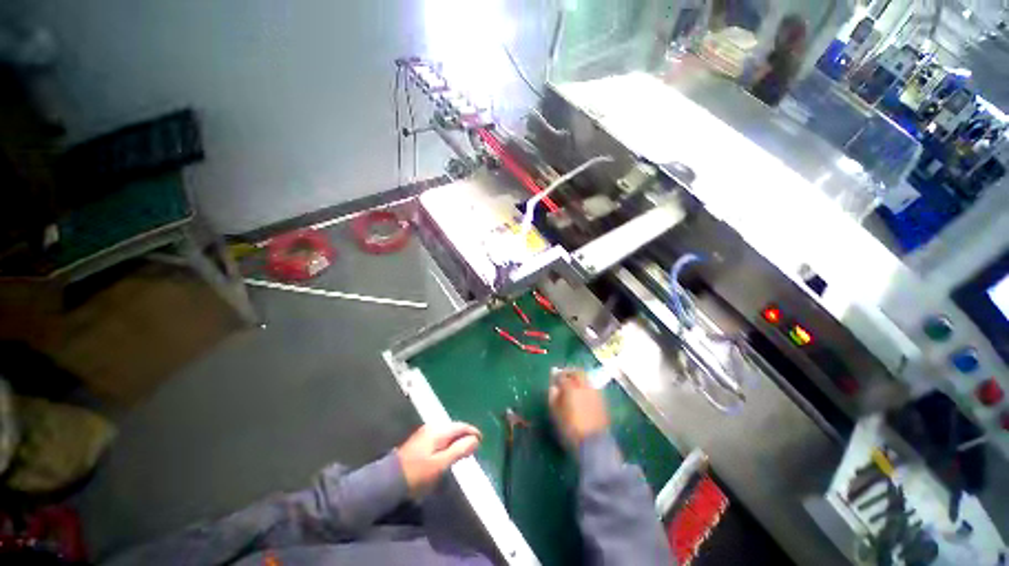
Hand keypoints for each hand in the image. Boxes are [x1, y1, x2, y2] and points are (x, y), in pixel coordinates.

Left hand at [397, 423, 480, 497]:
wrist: (389, 480)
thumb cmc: (417, 473)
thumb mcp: (441, 464)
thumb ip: (459, 450)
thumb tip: (476, 440)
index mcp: (439, 430)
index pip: (461, 426)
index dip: (473, 432)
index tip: (481, 441)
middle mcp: (433, 427)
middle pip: (455, 428)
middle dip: (465, 436)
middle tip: (474, 448)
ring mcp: (425, 433)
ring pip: (447, 433)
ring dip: (457, 440)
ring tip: (464, 451)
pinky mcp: (420, 440)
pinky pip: (440, 437)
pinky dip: (448, 443)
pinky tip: (449, 452)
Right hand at [549, 369, 609, 447]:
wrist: (593, 443)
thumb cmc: (570, 428)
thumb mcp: (555, 413)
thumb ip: (553, 397)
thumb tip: (554, 387)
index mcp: (571, 387)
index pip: (562, 376)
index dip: (556, 376)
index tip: (553, 379)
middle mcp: (584, 385)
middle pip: (577, 372)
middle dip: (570, 372)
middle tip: (564, 376)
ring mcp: (595, 392)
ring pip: (586, 378)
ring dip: (579, 377)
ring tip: (574, 383)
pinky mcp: (602, 399)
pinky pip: (592, 386)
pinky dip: (586, 385)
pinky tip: (582, 392)